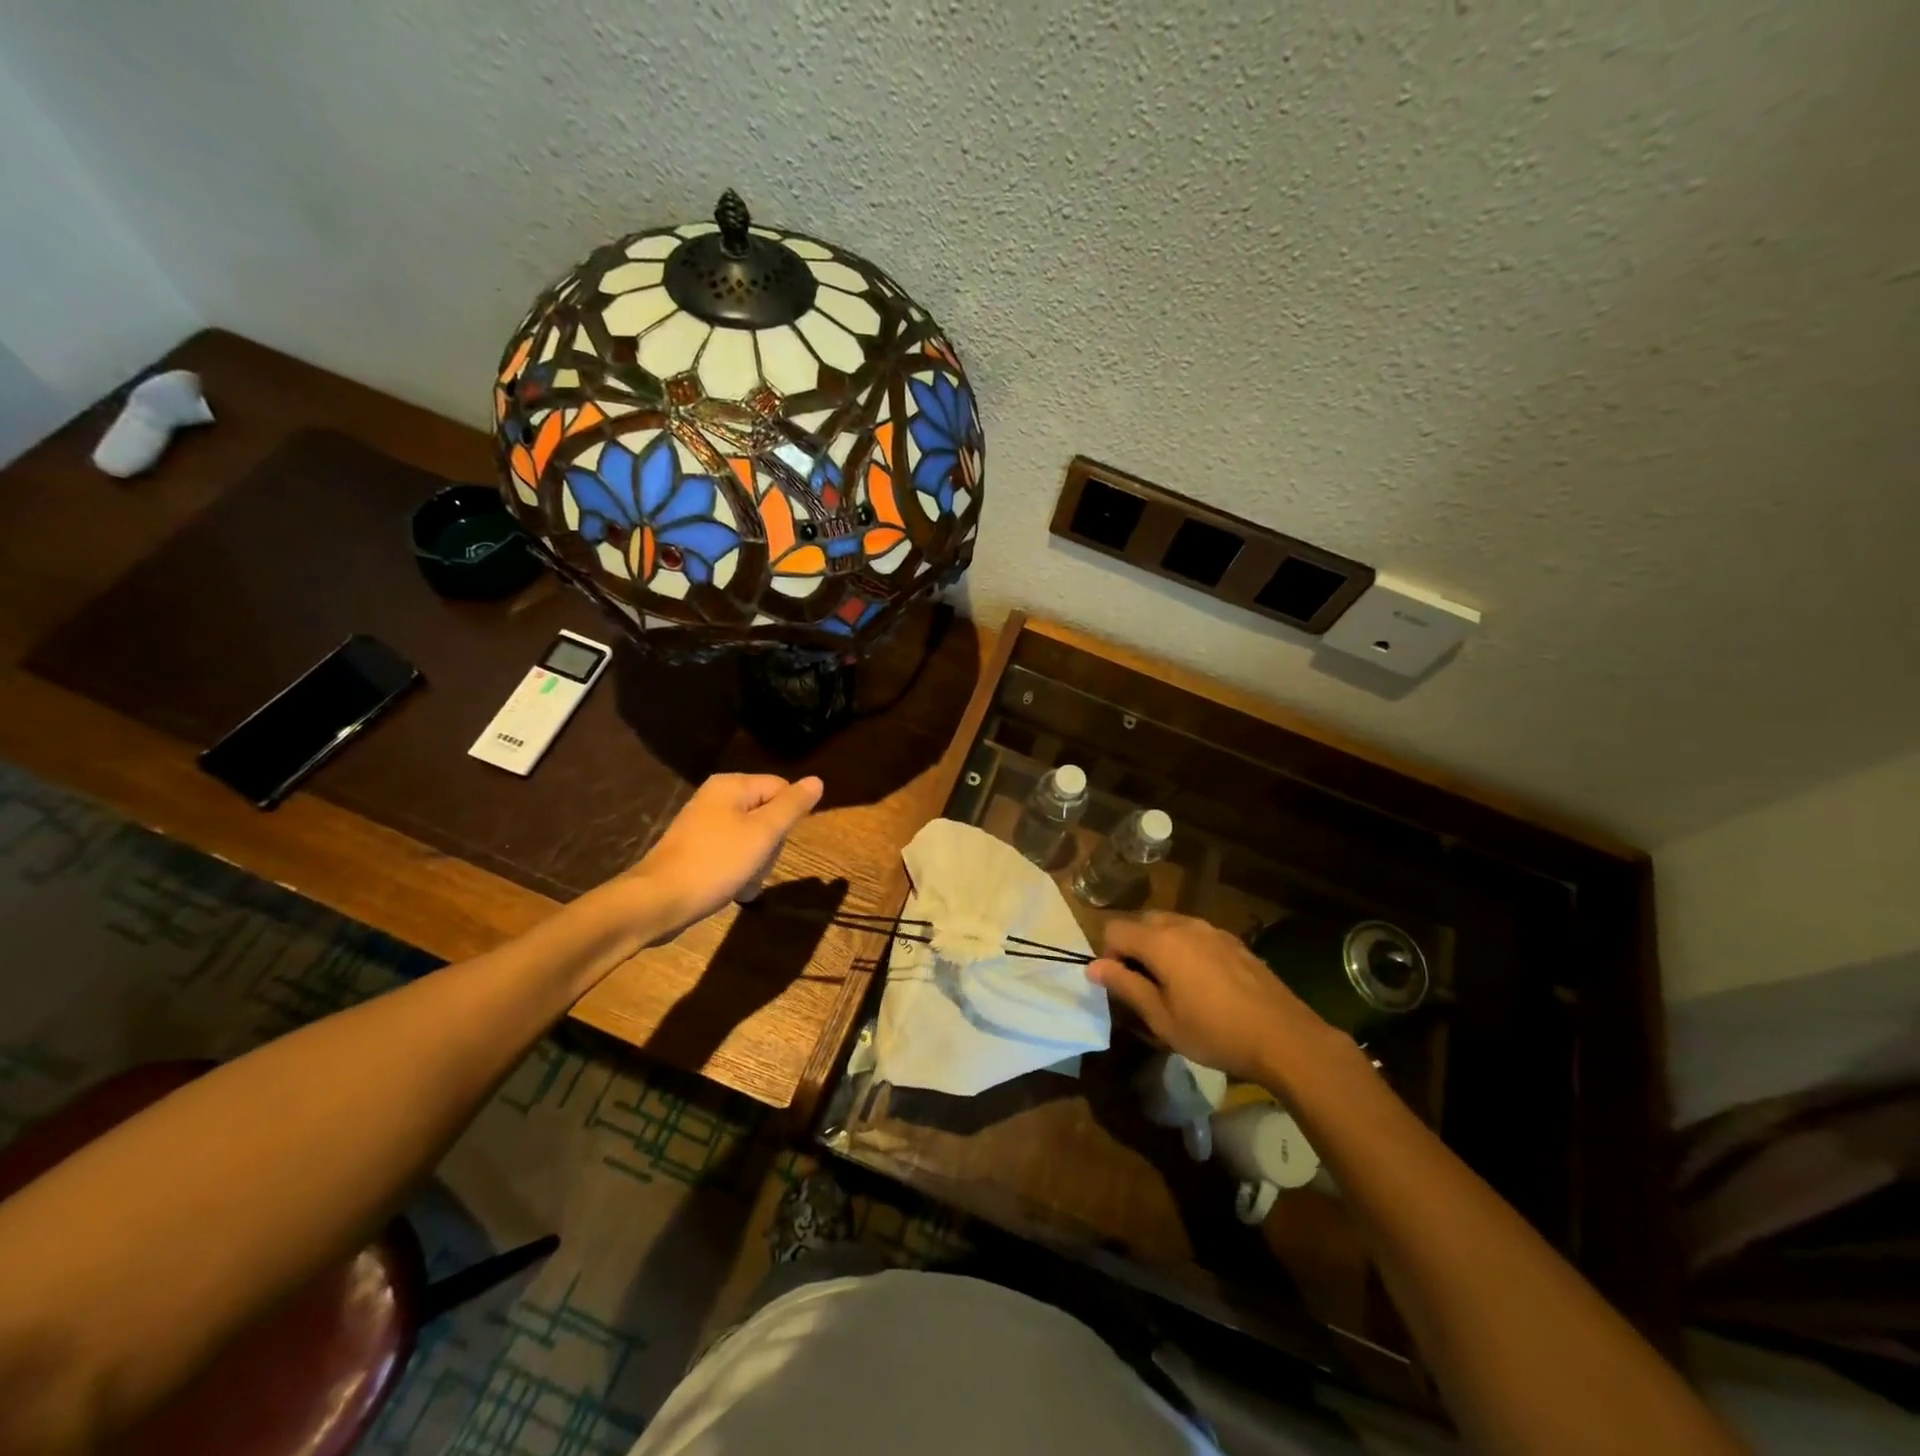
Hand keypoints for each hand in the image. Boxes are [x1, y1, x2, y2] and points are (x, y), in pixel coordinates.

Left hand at [619, 773, 823, 936]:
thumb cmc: (716, 862)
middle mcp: (716, 797)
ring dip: (757, 862)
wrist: (658, 900)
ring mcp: (703, 823)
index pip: (781, 789)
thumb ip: (792, 806)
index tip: (777, 843)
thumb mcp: (763, 833)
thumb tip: (817, 780)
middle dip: (771, 843)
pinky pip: (731, 853)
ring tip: (745, 881)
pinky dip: (738, 870)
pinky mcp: (696, 848)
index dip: (788, 818)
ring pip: (752, 837)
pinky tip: (735, 889)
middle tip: (759, 864)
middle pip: (767, 813)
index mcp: (731, 785)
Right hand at [1088, 912, 1337, 1083]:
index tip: (1121, 985)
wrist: (1284, 1037)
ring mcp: (1211, 929)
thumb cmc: (1215, 1032)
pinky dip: (1185, 949)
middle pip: (1141, 922)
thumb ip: (1125, 986)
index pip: (1114, 929)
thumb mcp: (1162, 1019)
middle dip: (1133, 948)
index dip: (1108, 955)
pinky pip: (1195, 934)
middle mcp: (1183, 925)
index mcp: (1160, 941)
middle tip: (1144, 986)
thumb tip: (1093, 967)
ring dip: (1159, 946)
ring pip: (1169, 925)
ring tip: (1172, 984)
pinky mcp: (1233, 940)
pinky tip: (1203, 983)